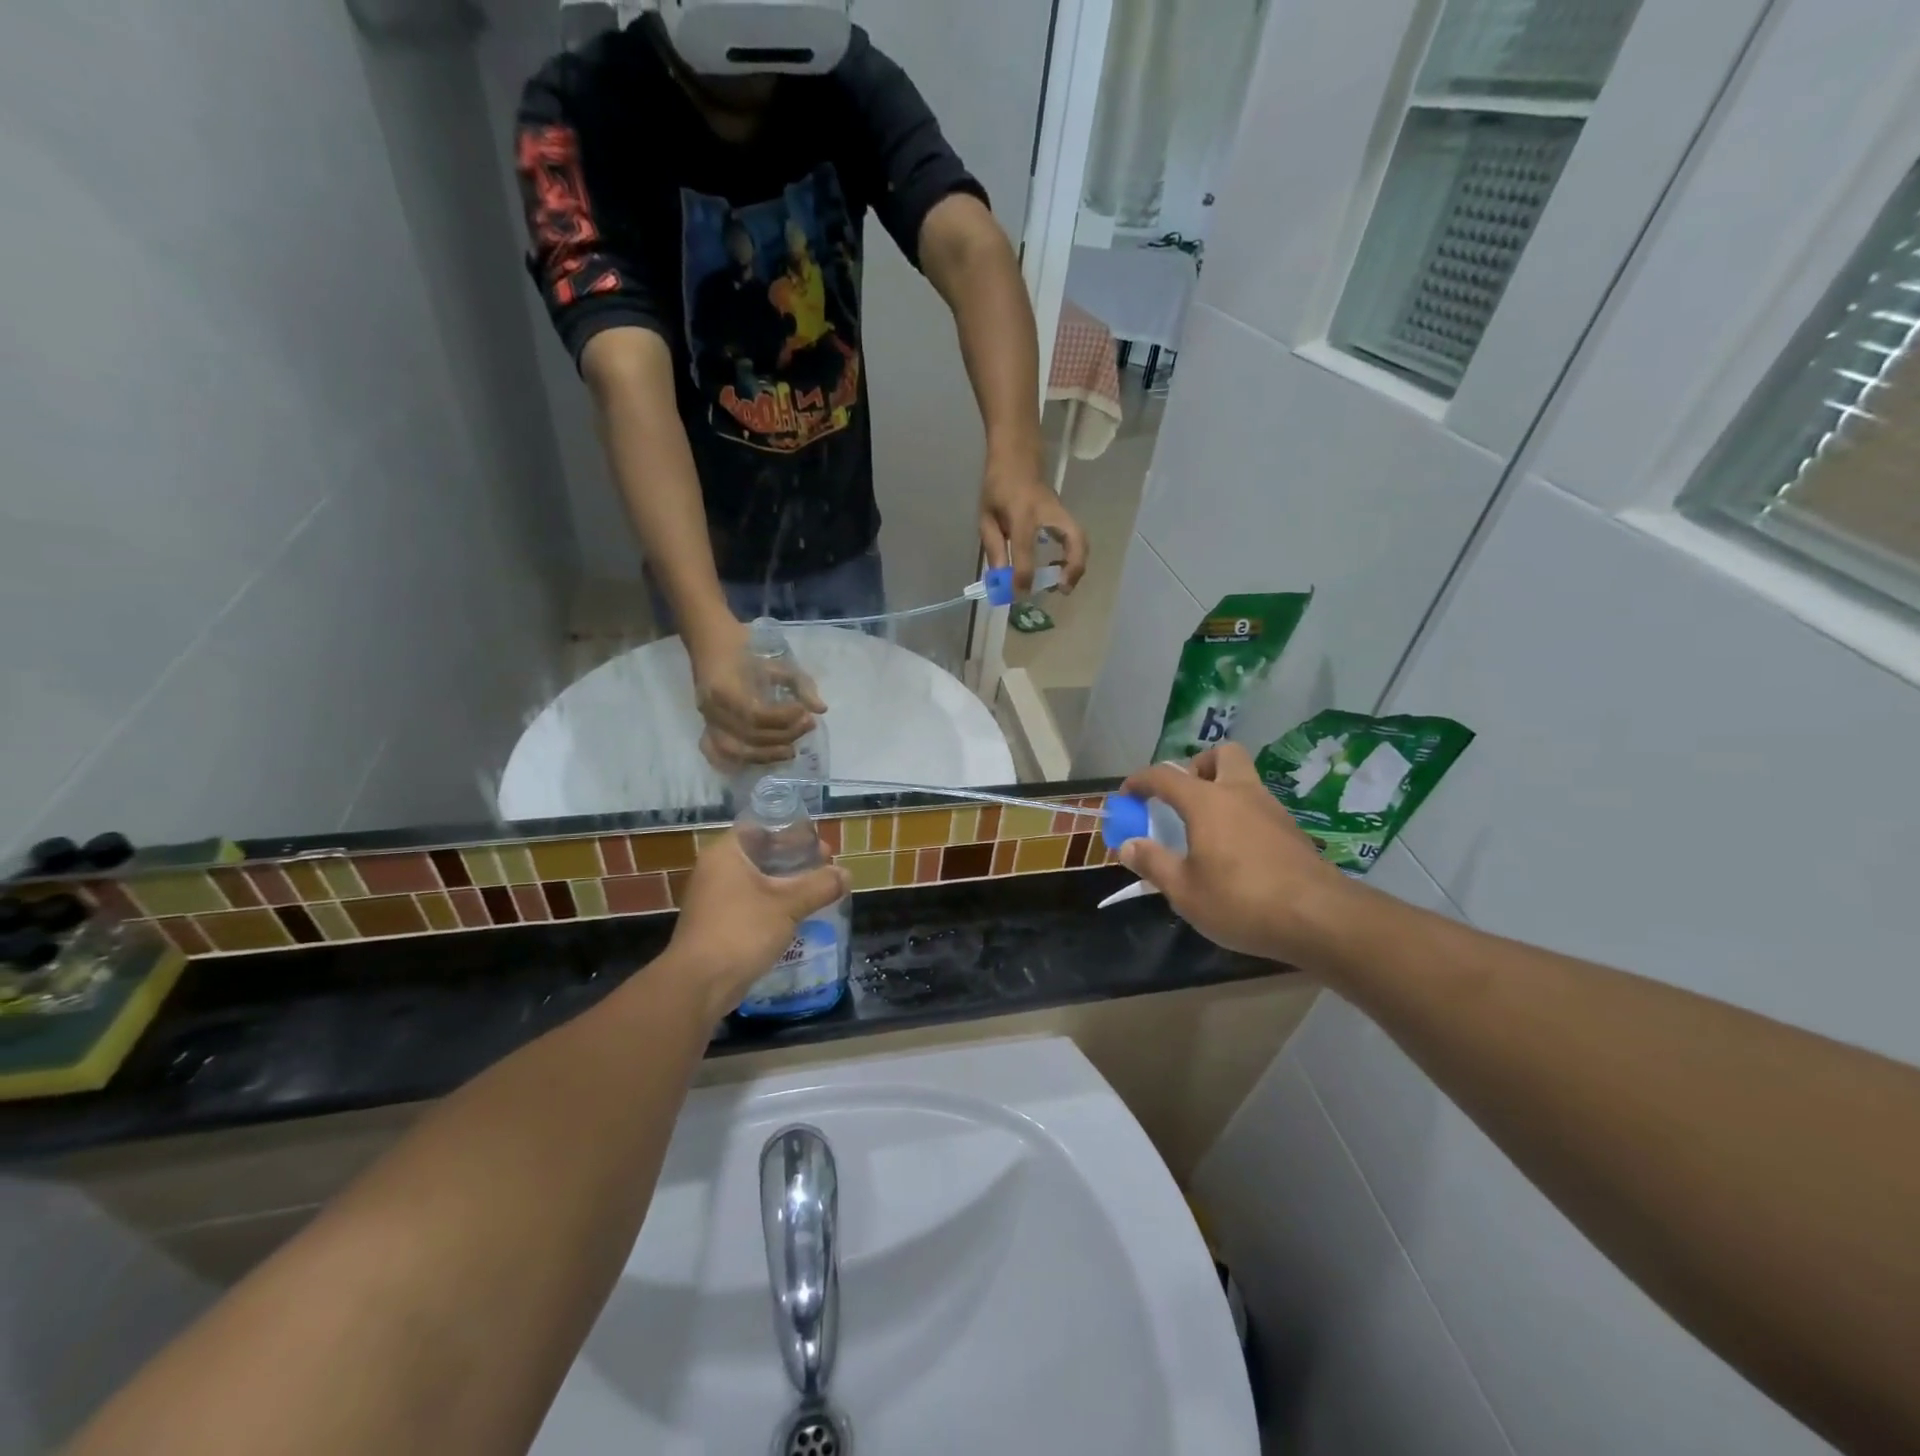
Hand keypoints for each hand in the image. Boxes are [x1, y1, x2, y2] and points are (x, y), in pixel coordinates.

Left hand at [668, 831, 850, 1019]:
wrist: (699, 984)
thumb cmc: (742, 931)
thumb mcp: (788, 904)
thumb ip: (820, 885)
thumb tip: (847, 874)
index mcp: (726, 854)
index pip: (761, 828)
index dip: (791, 833)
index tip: (817, 843)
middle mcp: (716, 870)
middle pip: (760, 854)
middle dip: (794, 860)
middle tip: (825, 866)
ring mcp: (713, 898)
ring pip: (756, 881)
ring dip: (786, 884)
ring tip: (817, 890)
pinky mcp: (717, 924)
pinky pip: (751, 903)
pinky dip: (773, 903)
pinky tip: (797, 914)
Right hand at [687, 617, 827, 766]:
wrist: (712, 644)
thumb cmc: (747, 652)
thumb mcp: (777, 663)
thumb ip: (801, 685)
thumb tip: (821, 709)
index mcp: (725, 689)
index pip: (755, 715)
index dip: (783, 718)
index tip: (805, 712)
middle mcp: (712, 710)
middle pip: (749, 736)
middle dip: (783, 735)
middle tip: (808, 726)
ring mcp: (706, 722)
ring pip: (735, 751)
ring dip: (767, 755)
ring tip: (792, 751)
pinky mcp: (706, 729)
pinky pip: (718, 754)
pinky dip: (741, 762)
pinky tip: (765, 760)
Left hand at [980, 457, 1088, 596]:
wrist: (1017, 456)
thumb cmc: (998, 486)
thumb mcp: (986, 516)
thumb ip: (994, 548)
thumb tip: (1001, 580)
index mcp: (1022, 514)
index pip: (1025, 549)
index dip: (1023, 576)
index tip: (1020, 594)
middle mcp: (1048, 513)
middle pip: (1075, 539)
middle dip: (1073, 568)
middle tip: (1062, 589)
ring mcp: (1061, 512)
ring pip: (1081, 539)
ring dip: (1077, 565)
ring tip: (1063, 585)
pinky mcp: (1065, 515)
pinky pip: (1076, 538)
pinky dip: (1074, 557)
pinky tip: (1060, 569)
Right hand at [1120, 744, 1358, 963]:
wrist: (1321, 919)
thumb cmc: (1241, 900)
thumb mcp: (1184, 890)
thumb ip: (1153, 862)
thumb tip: (1127, 845)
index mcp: (1207, 802)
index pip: (1165, 775)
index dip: (1140, 781)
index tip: (1127, 795)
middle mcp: (1240, 793)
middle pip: (1221, 755)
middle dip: (1198, 766)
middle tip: (1183, 797)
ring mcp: (1272, 810)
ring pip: (1244, 779)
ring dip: (1222, 791)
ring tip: (1205, 830)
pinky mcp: (1292, 831)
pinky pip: (1259, 807)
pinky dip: (1241, 816)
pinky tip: (1236, 852)